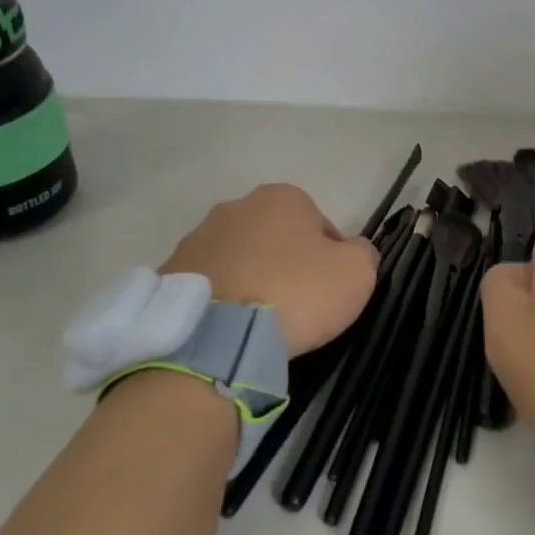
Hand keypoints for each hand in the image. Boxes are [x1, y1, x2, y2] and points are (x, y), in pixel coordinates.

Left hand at [161, 184, 377, 356]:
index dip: (331, 261)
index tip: (328, 293)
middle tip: (297, 307)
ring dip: (252, 281)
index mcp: (281, 197)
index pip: (321, 227)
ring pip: (241, 260)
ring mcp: (197, 238)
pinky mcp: (170, 273)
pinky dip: (223, 301)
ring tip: (259, 323)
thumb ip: (364, 253)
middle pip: (276, 239)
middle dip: (287, 266)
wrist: (216, 337)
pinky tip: (230, 328)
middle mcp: (235, 207)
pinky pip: (210, 285)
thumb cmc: (295, 294)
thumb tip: (353, 252)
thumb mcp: (357, 273)